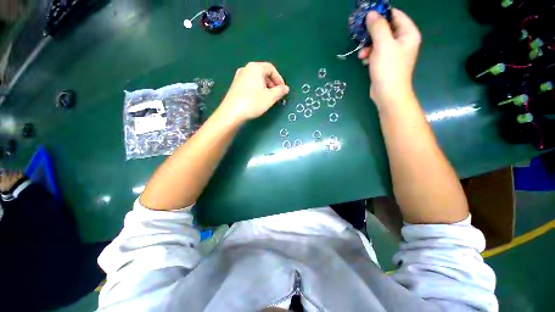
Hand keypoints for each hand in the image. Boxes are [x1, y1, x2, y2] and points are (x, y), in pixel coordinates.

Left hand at [220, 62, 289, 121]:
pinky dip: (257, 88)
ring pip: (256, 78)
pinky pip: (250, 83)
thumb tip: (286, 88)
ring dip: (265, 86)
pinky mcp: (235, 84)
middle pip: (263, 72)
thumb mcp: (270, 97)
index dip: (279, 78)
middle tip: (276, 94)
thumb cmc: (253, 102)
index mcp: (255, 68)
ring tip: (268, 97)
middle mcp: (246, 68)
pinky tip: (258, 98)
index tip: (282, 89)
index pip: (271, 68)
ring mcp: (239, 76)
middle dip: (272, 82)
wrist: (232, 112)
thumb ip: (280, 91)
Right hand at [358, 9, 420, 107]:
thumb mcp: (383, 44)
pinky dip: (369, 55)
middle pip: (386, 29)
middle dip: (372, 33)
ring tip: (361, 54)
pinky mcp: (385, 63)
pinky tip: (364, 61)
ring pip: (379, 42)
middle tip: (361, 35)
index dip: (382, 14)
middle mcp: (403, 41)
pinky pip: (376, 53)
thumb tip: (371, 14)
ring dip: (368, 46)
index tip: (367, 16)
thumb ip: (377, 27)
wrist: (387, 93)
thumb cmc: (388, 68)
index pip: (396, 15)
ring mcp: (394, 53)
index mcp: (408, 33)